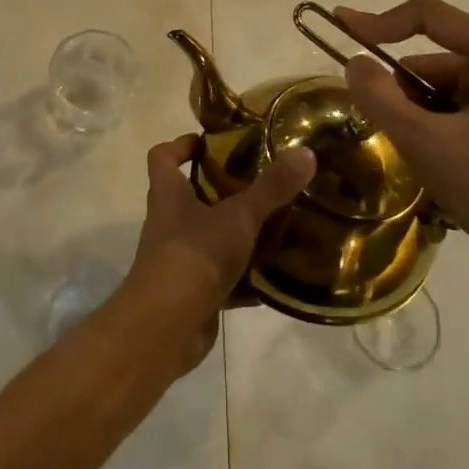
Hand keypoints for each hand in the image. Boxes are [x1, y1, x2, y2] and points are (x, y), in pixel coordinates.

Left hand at [112, 134, 315, 373]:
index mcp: (169, 194)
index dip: (182, 144)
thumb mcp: (239, 216)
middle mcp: (168, 223)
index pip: (163, 156)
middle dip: (223, 189)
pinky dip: (245, 279)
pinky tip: (275, 279)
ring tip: (278, 227)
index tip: (211, 142)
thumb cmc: (194, 255)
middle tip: (261, 183)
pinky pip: (222, 279)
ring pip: (209, 237)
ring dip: (238, 235)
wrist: (166, 326)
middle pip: (190, 196)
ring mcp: (179, 259)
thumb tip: (306, 152)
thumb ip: (272, 187)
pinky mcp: (192, 293)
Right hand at [336, 0, 468, 291]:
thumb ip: (381, 98)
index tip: (339, 28)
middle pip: (429, 61)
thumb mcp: (427, 143)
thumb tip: (353, 63)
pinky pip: (451, 111)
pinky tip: (436, 165)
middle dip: (401, 94)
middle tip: (390, 134)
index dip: (379, 21)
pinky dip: (431, 131)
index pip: (428, 16)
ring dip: (415, 118)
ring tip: (421, 159)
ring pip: (436, 90)